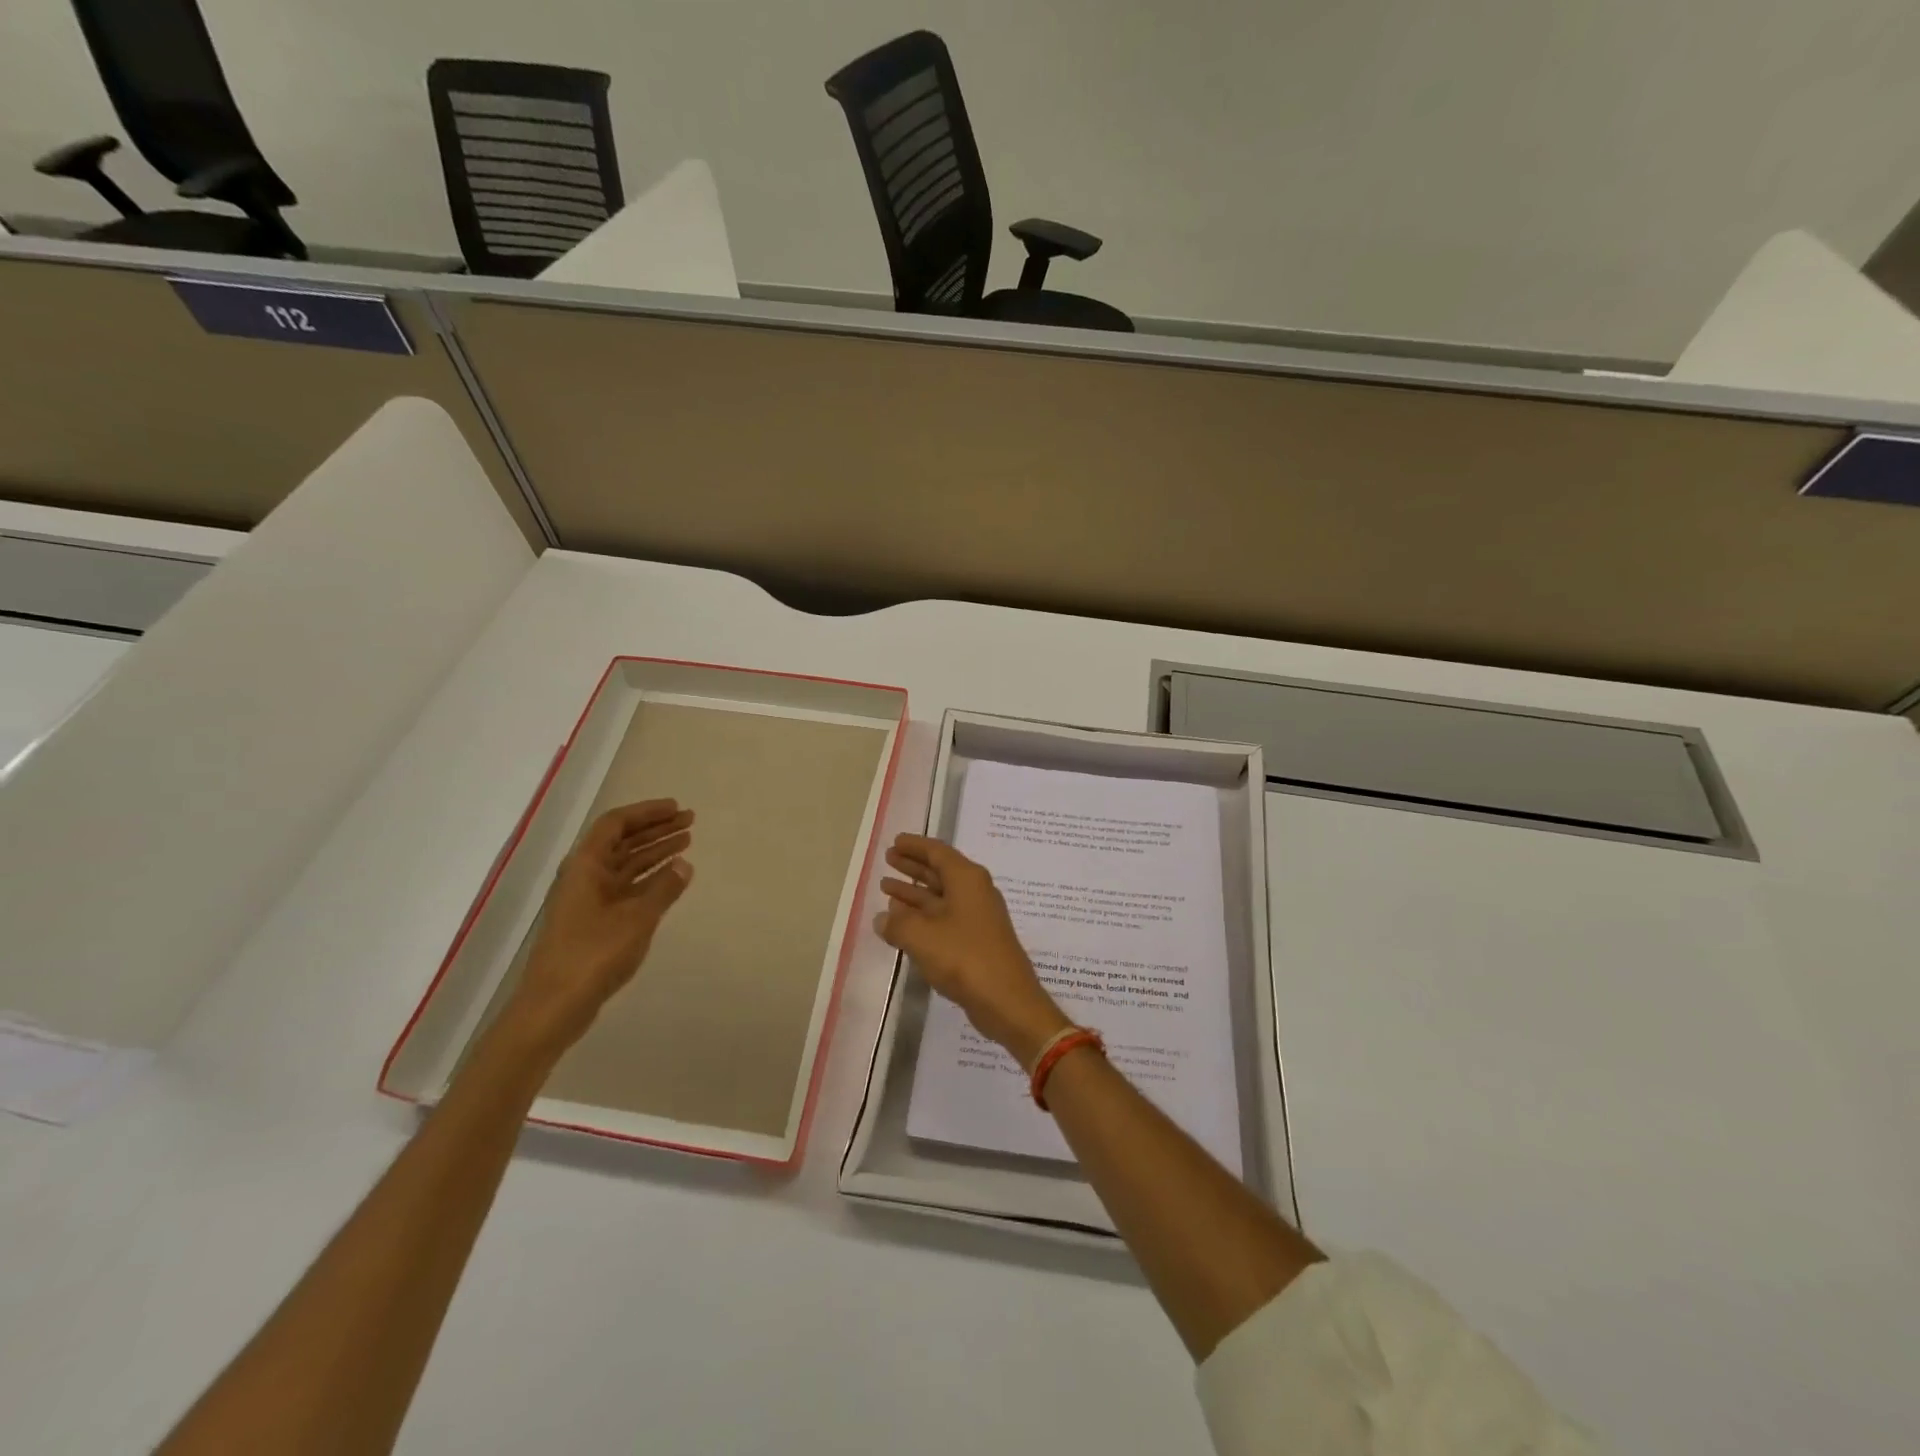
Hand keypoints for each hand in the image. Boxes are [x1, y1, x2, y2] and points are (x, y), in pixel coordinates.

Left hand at [503, 800, 694, 1057]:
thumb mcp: (637, 918)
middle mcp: (585, 875)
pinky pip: (626, 886)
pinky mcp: (595, 920)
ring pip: (626, 864)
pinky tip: (671, 877)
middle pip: (622, 841)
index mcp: (586, 866)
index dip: (647, 813)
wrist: (554, 1005)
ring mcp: (589, 899)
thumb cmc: (593, 954)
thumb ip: (664, 888)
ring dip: (655, 851)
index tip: (676, 808)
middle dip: (656, 829)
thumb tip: (684, 865)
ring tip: (687, 842)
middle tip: (690, 821)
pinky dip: (649, 877)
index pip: (616, 824)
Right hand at [876, 834, 1068, 1069]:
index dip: (915, 846)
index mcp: (967, 879)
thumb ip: (897, 924)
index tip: (895, 842)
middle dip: (913, 865)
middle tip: (888, 859)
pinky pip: (944, 917)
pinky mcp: (976, 940)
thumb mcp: (922, 936)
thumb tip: (883, 919)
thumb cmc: (964, 958)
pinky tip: (903, 921)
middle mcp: (974, 891)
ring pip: (940, 896)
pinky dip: (923, 915)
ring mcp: (977, 917)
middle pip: (940, 871)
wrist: (1006, 1000)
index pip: (937, 852)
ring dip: (914, 892)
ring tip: (886, 888)